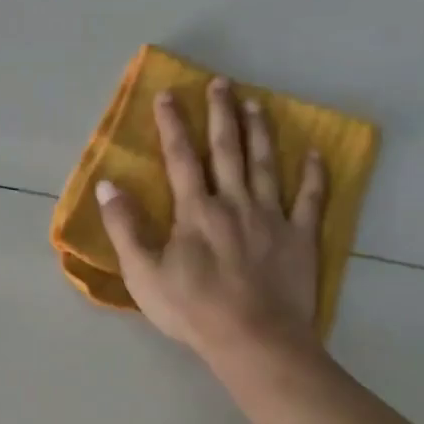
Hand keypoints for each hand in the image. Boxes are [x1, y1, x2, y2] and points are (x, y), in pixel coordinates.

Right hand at [96, 76, 327, 362]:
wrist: (253, 340)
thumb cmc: (192, 309)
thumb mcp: (143, 273)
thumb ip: (125, 226)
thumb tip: (107, 185)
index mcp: (196, 210)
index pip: (180, 158)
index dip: (173, 125)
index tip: (169, 94)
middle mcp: (234, 202)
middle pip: (227, 150)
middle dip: (221, 114)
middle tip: (221, 83)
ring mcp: (271, 217)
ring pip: (266, 165)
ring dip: (260, 132)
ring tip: (257, 104)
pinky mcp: (300, 237)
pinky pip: (310, 199)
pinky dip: (314, 174)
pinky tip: (316, 153)